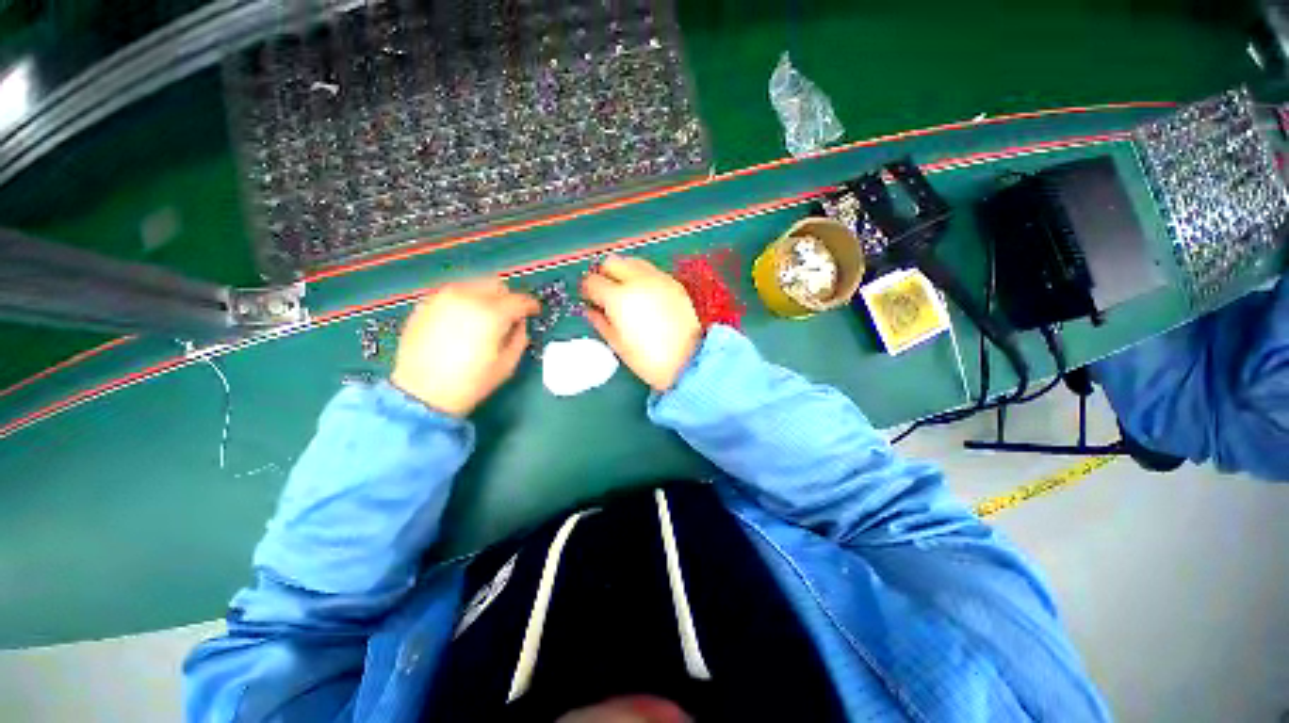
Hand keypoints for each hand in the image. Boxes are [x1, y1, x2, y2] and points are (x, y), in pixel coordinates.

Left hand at [391, 279, 538, 416]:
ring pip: (473, 285)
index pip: (519, 300)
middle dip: (507, 297)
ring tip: (485, 317)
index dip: (531, 305)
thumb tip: (519, 324)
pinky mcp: (425, 305)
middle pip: (496, 285)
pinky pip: (453, 294)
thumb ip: (519, 338)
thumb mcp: (507, 364)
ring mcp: (443, 298)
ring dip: (485, 297)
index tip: (534, 312)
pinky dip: (464, 301)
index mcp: (491, 313)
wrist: (420, 393)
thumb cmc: (470, 382)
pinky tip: (463, 321)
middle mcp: (467, 297)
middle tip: (509, 315)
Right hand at [581, 256, 701, 391]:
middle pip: (612, 262)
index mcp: (618, 298)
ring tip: (625, 292)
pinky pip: (652, 271)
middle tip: (605, 292)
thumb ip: (600, 321)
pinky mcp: (674, 284)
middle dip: (604, 274)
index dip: (587, 290)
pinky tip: (645, 295)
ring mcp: (658, 279)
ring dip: (624, 272)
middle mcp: (637, 281)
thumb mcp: (617, 344)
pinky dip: (642, 277)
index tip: (589, 298)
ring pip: (632, 261)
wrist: (689, 361)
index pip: (592, 281)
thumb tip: (590, 310)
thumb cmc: (649, 359)